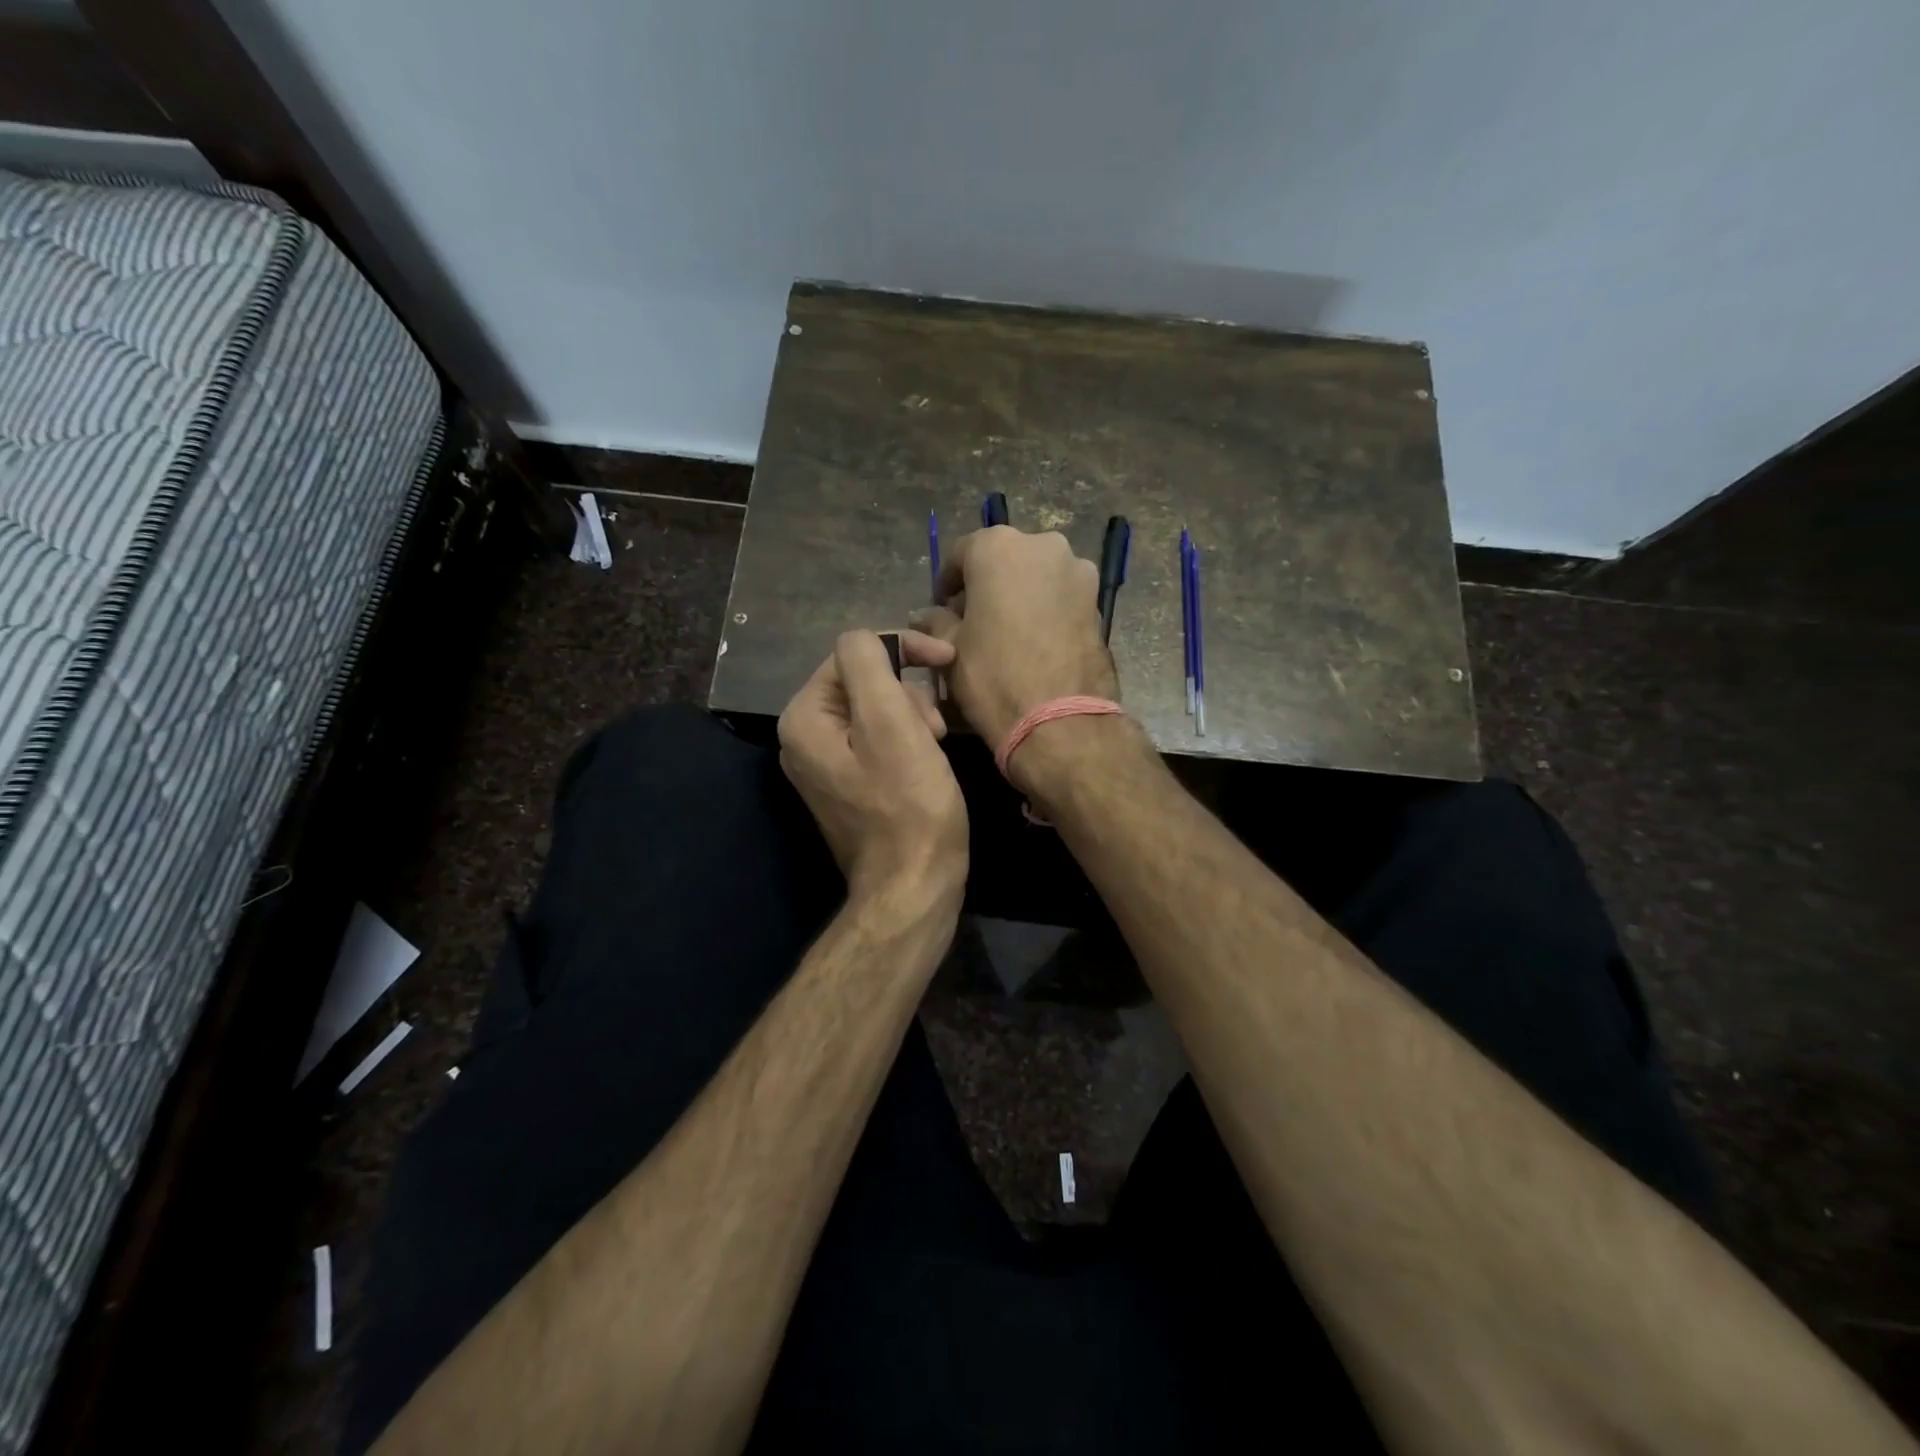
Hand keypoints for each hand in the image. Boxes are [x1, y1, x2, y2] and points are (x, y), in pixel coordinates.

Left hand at [777, 630, 967, 909]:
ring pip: (876, 710)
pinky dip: (908, 740)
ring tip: (936, 745)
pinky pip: (878, 741)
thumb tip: (866, 638)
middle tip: (936, 727)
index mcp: (805, 718)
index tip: (946, 660)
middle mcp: (804, 738)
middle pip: (864, 682)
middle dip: (908, 694)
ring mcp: (825, 765)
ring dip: (913, 717)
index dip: (903, 651)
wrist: (913, 886)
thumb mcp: (892, 723)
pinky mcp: (849, 785)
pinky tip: (928, 761)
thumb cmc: (909, 805)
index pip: (854, 653)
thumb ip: (869, 664)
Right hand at [914, 527, 1119, 748]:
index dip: (946, 582)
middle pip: (1003, 560)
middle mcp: (1043, 546)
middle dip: (985, 586)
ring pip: (1036, 577)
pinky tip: (1033, 642)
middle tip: (972, 621)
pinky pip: (1060, 597)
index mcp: (999, 547)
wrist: (1061, 720)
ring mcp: (1077, 572)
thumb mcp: (951, 648)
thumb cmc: (994, 675)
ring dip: (1018, 596)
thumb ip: (935, 621)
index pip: (961, 553)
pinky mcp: (1098, 602)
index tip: (940, 608)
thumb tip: (927, 616)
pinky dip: (1043, 610)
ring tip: (1005, 634)